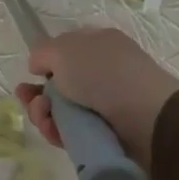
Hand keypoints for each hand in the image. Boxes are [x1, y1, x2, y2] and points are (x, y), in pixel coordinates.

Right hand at [16, 27, 178, 168]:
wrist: (148, 119)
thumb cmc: (104, 74)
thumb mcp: (64, 50)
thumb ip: (42, 52)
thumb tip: (38, 67)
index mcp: (98, 45)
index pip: (64, 51)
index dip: (45, 63)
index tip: (33, 74)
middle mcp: (101, 73)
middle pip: (57, 85)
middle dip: (37, 95)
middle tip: (30, 101)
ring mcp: (104, 105)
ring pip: (60, 111)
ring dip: (43, 115)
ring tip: (45, 119)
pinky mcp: (104, 134)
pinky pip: (71, 133)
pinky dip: (58, 133)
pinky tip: (54, 132)